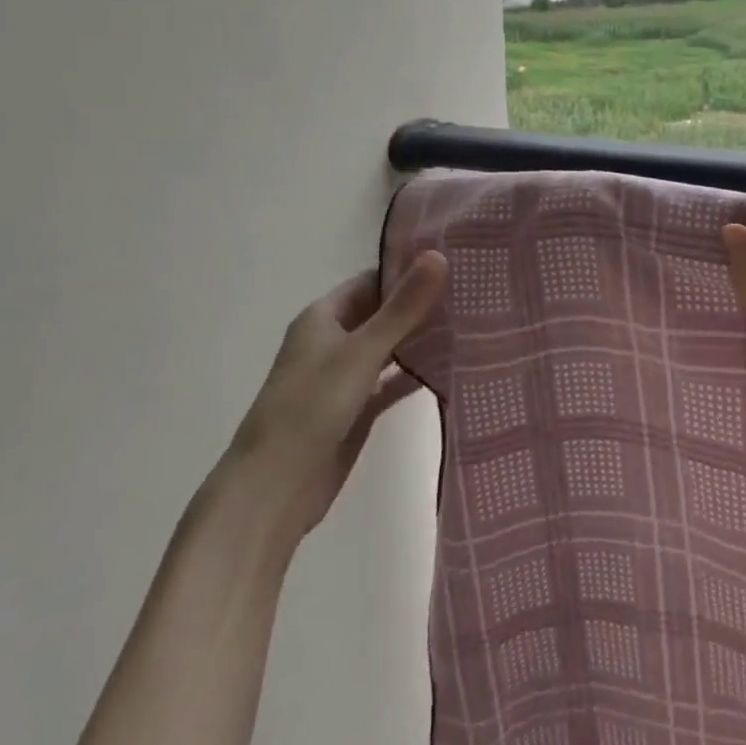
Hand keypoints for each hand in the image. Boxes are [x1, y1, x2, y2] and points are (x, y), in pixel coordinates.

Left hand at [214, 251, 448, 543]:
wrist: (274, 489)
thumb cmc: (311, 407)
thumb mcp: (362, 351)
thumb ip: (403, 307)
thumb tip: (439, 255)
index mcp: (323, 318)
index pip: (371, 280)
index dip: (407, 269)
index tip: (453, 261)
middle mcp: (332, 342)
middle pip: (382, 312)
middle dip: (420, 304)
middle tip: (471, 291)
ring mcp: (344, 378)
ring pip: (389, 347)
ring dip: (421, 339)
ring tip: (470, 323)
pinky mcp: (356, 410)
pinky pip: (390, 383)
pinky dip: (415, 374)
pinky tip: (451, 367)